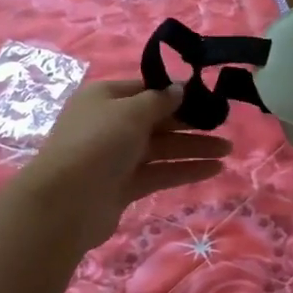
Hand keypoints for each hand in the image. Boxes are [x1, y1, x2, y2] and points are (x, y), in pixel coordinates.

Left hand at [15, 80, 231, 250]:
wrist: (65, 203)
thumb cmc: (97, 143)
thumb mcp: (130, 112)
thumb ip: (159, 100)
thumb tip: (179, 88)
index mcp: (104, 97)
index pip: (145, 89)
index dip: (175, 91)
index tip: (206, 95)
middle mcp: (110, 124)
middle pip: (156, 119)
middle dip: (190, 122)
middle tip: (224, 124)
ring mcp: (117, 156)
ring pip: (161, 147)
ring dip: (193, 147)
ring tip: (228, 150)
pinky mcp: (125, 185)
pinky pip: (160, 172)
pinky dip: (184, 169)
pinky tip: (214, 169)